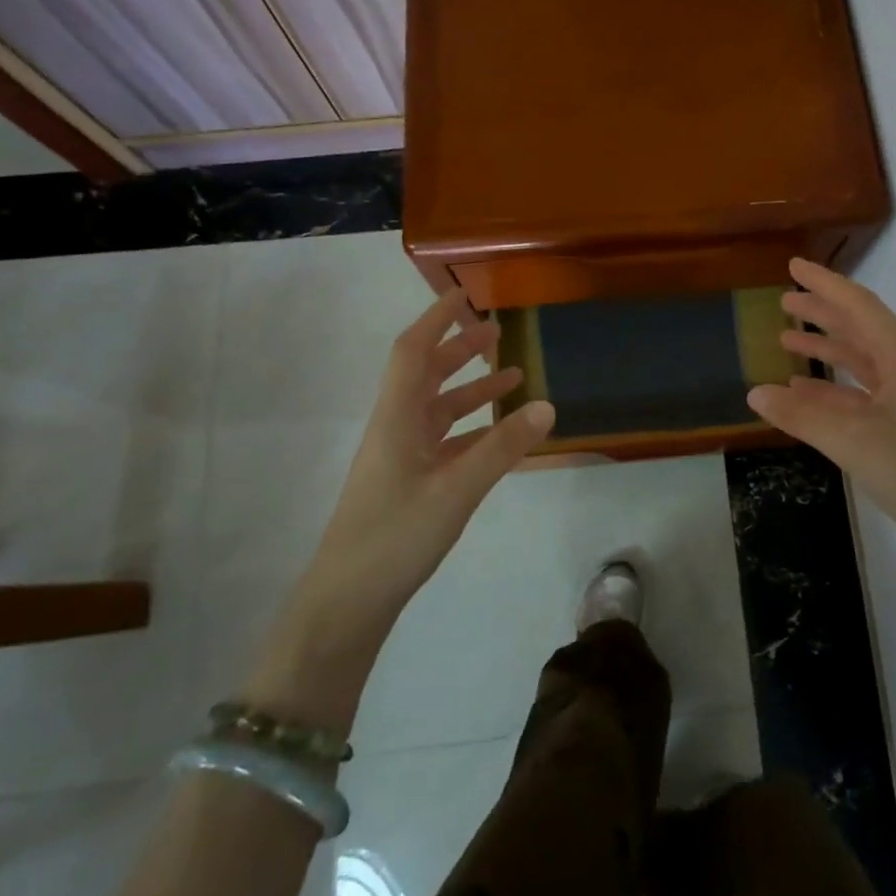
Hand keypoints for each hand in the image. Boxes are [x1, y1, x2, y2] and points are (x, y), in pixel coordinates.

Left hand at [314, 289, 555, 604]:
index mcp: (397, 418)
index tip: (463, 296)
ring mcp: (401, 458)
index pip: (413, 352)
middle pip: (426, 376)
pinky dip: (472, 429)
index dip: (436, 320)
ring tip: (511, 377)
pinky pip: (444, 441)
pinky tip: (498, 435)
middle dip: (459, 350)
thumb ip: (502, 447)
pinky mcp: (409, 484)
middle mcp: (396, 429)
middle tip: (497, 333)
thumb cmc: (395, 535)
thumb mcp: (456, 490)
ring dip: (470, 390)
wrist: (348, 600)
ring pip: (438, 409)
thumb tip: (546, 405)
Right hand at [748, 259, 895, 569]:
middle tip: (784, 300)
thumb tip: (754, 392)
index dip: (824, 284)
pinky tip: (803, 390)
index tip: (794, 266)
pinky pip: (860, 392)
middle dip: (822, 312)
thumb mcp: (850, 439)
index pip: (858, 306)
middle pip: (859, 328)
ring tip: (786, 339)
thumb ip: (800, 415)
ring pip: (859, 360)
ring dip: (825, 348)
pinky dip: (830, 386)